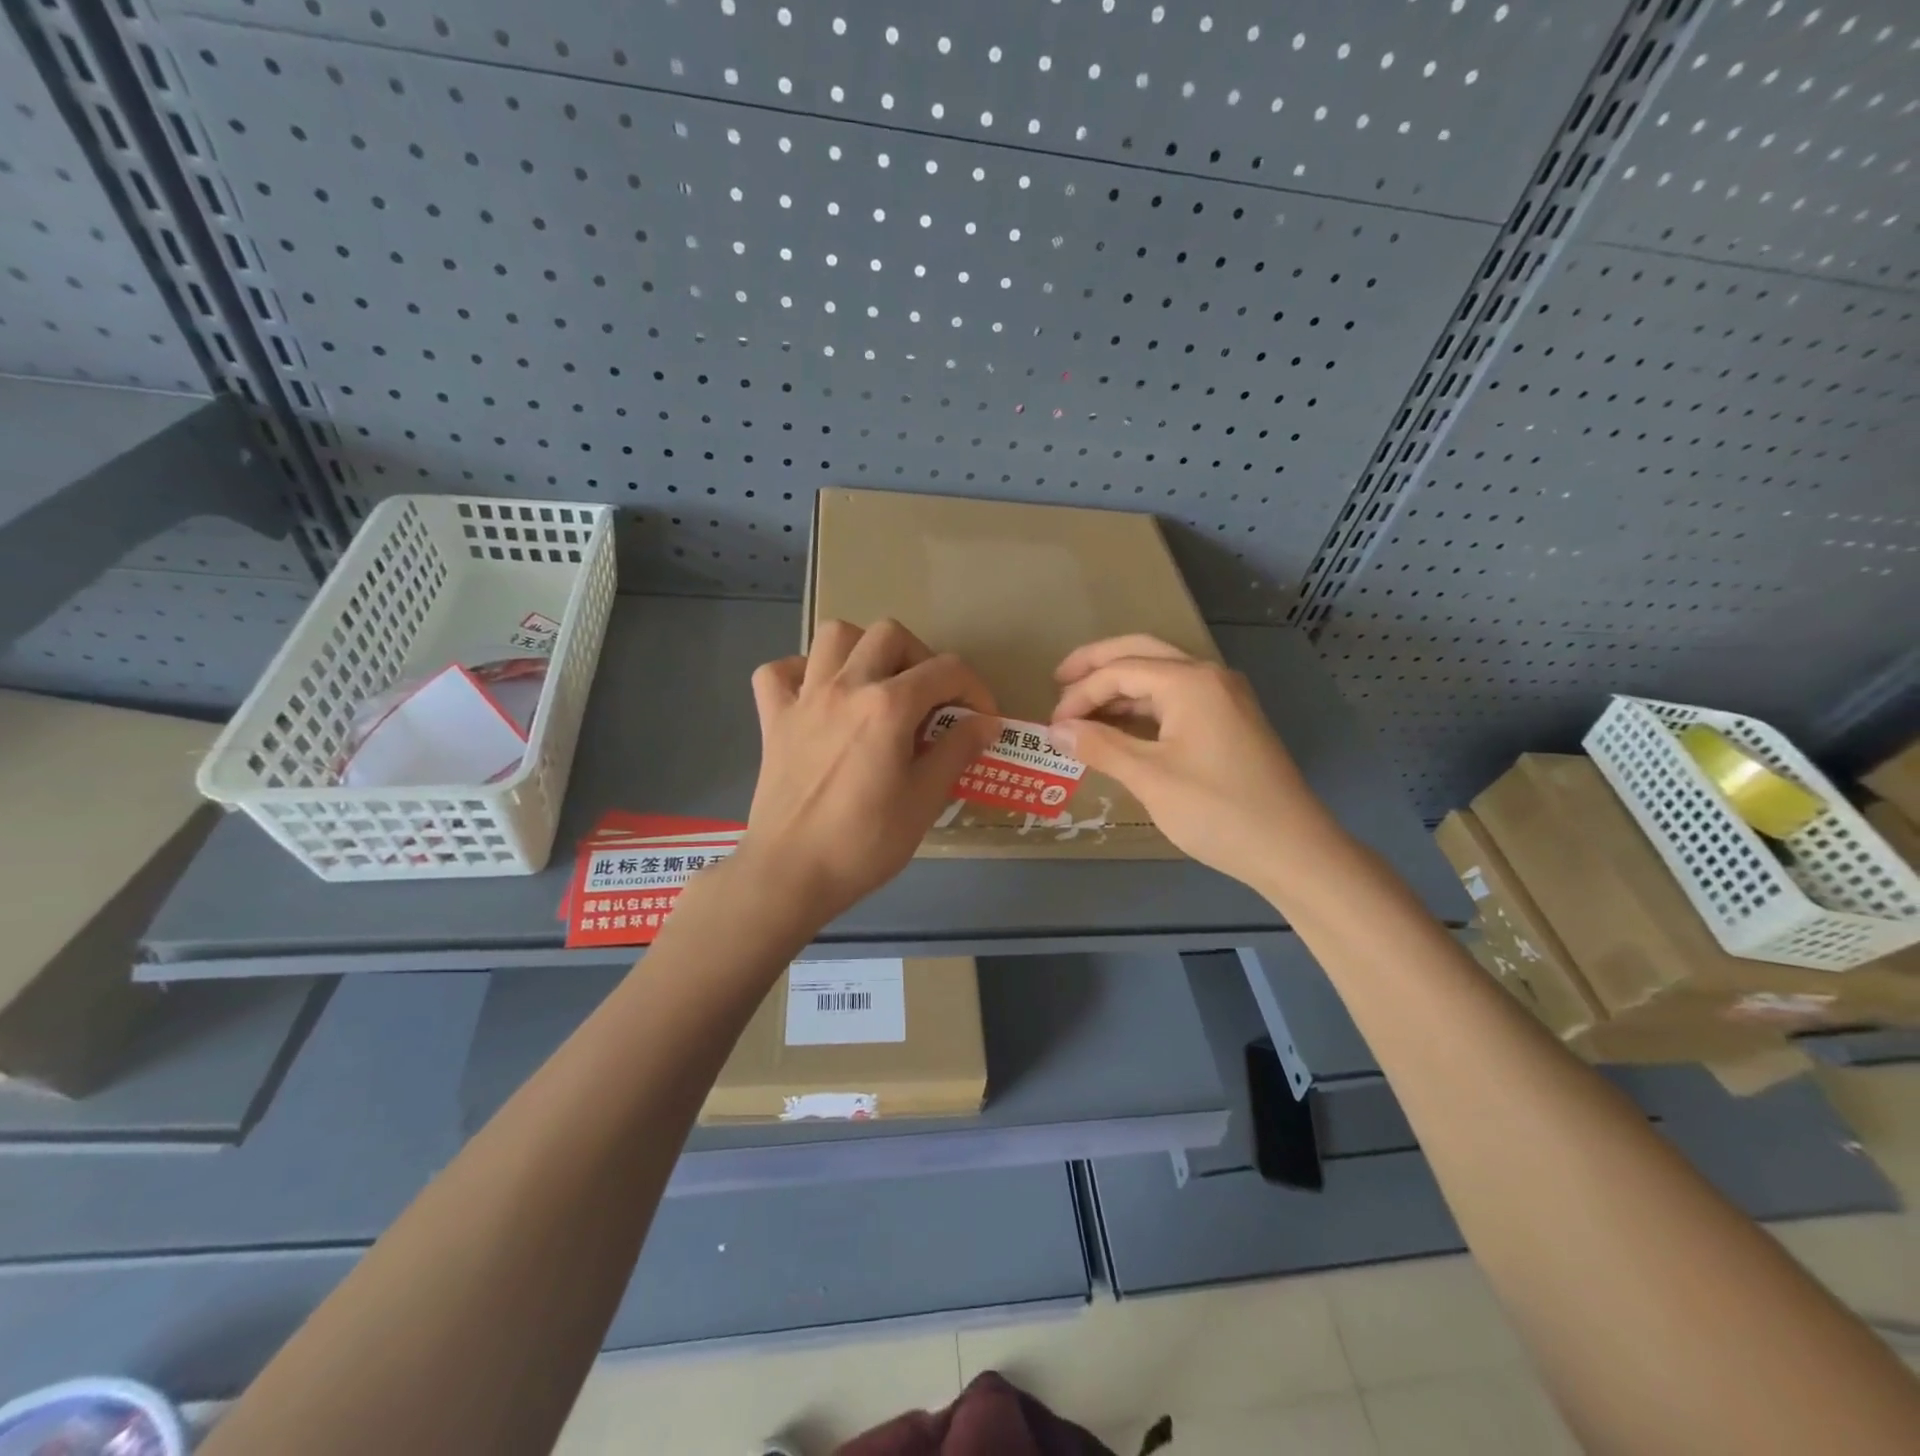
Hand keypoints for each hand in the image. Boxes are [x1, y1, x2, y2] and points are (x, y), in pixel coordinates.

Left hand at [739, 619, 999, 922]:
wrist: (791, 873)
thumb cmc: (865, 843)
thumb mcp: (925, 800)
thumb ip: (957, 750)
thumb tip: (987, 722)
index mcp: (888, 706)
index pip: (946, 671)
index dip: (975, 690)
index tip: (982, 721)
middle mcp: (845, 686)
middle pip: (890, 635)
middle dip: (922, 658)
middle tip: (930, 701)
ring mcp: (803, 698)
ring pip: (834, 636)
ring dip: (864, 650)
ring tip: (877, 685)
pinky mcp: (773, 718)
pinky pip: (779, 672)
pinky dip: (802, 673)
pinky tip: (819, 697)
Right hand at [1050, 635, 1334, 891]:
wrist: (1292, 849)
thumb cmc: (1217, 810)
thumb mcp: (1150, 778)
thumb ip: (1100, 747)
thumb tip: (1056, 729)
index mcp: (1190, 682)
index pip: (1120, 671)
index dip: (1080, 694)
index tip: (1052, 725)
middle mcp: (1209, 677)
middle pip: (1142, 652)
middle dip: (1097, 664)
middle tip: (1059, 681)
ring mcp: (1224, 697)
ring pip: (1161, 674)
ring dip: (1121, 686)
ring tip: (1084, 710)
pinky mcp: (1230, 720)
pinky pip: (1177, 698)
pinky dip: (1144, 706)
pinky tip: (1122, 727)